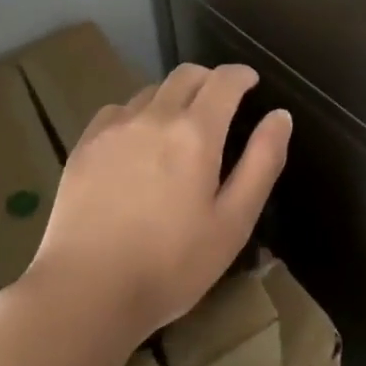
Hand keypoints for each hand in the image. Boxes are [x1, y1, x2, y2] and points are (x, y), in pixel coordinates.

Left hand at [26, 63, 290, 343]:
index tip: (251, 82)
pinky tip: (136, 143)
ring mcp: (115, 127)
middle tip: (220, 104)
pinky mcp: (85, 144)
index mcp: (196, 132)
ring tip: (178, 127)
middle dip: (210, 80)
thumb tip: (280, 116)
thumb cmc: (171, 264)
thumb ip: (261, 162)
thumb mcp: (233, 222)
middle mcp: (155, 116)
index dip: (241, 75)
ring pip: (151, 90)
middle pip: (187, 75)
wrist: (86, 290)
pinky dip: (137, 114)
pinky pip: (118, 110)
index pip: (224, 80)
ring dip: (173, 97)